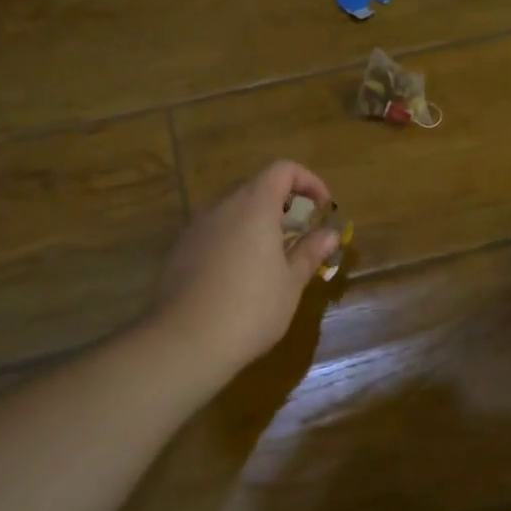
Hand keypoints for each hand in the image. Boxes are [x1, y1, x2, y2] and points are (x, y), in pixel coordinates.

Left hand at [152, 160, 340, 370]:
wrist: (185, 341)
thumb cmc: (251, 308)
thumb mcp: (291, 282)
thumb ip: (310, 252)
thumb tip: (330, 234)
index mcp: (254, 206)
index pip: (283, 170)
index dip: (308, 181)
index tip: (323, 208)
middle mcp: (222, 207)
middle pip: (256, 187)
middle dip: (284, 204)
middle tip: (301, 234)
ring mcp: (196, 227)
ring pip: (233, 211)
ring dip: (257, 223)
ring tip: (273, 257)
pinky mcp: (180, 250)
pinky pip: (214, 232)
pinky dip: (234, 239)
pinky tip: (240, 276)